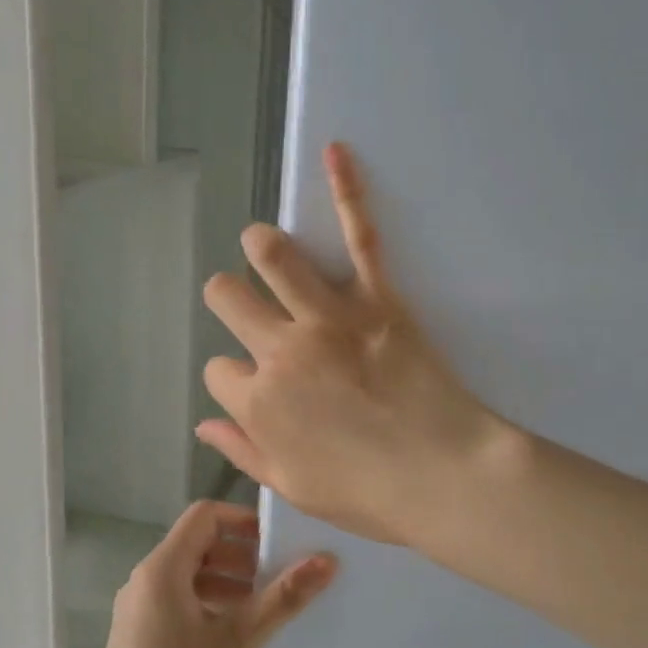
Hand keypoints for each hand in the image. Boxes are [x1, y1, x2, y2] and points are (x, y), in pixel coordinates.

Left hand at [74, 501, 334, 647]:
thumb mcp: (240, 642)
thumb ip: (283, 597)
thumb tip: (327, 559)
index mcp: (162, 569)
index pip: (205, 516)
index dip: (244, 521)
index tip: (280, 544)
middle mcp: (144, 581)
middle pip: (198, 545)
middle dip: (242, 556)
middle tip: (281, 580)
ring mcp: (137, 613)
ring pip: (190, 578)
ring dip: (229, 585)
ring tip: (266, 612)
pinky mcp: (138, 642)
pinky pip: (178, 605)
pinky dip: (210, 608)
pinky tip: (237, 641)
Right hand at [198, 143, 506, 547]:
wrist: (444, 477)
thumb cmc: (369, 494)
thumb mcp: (292, 487)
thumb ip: (243, 450)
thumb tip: (203, 424)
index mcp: (259, 403)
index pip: (218, 370)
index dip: (234, 378)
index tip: (257, 388)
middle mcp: (279, 350)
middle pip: (227, 297)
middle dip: (230, 299)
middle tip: (252, 308)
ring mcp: (327, 318)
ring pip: (271, 255)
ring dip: (262, 246)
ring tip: (265, 248)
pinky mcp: (377, 299)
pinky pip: (359, 236)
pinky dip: (347, 191)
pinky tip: (336, 153)